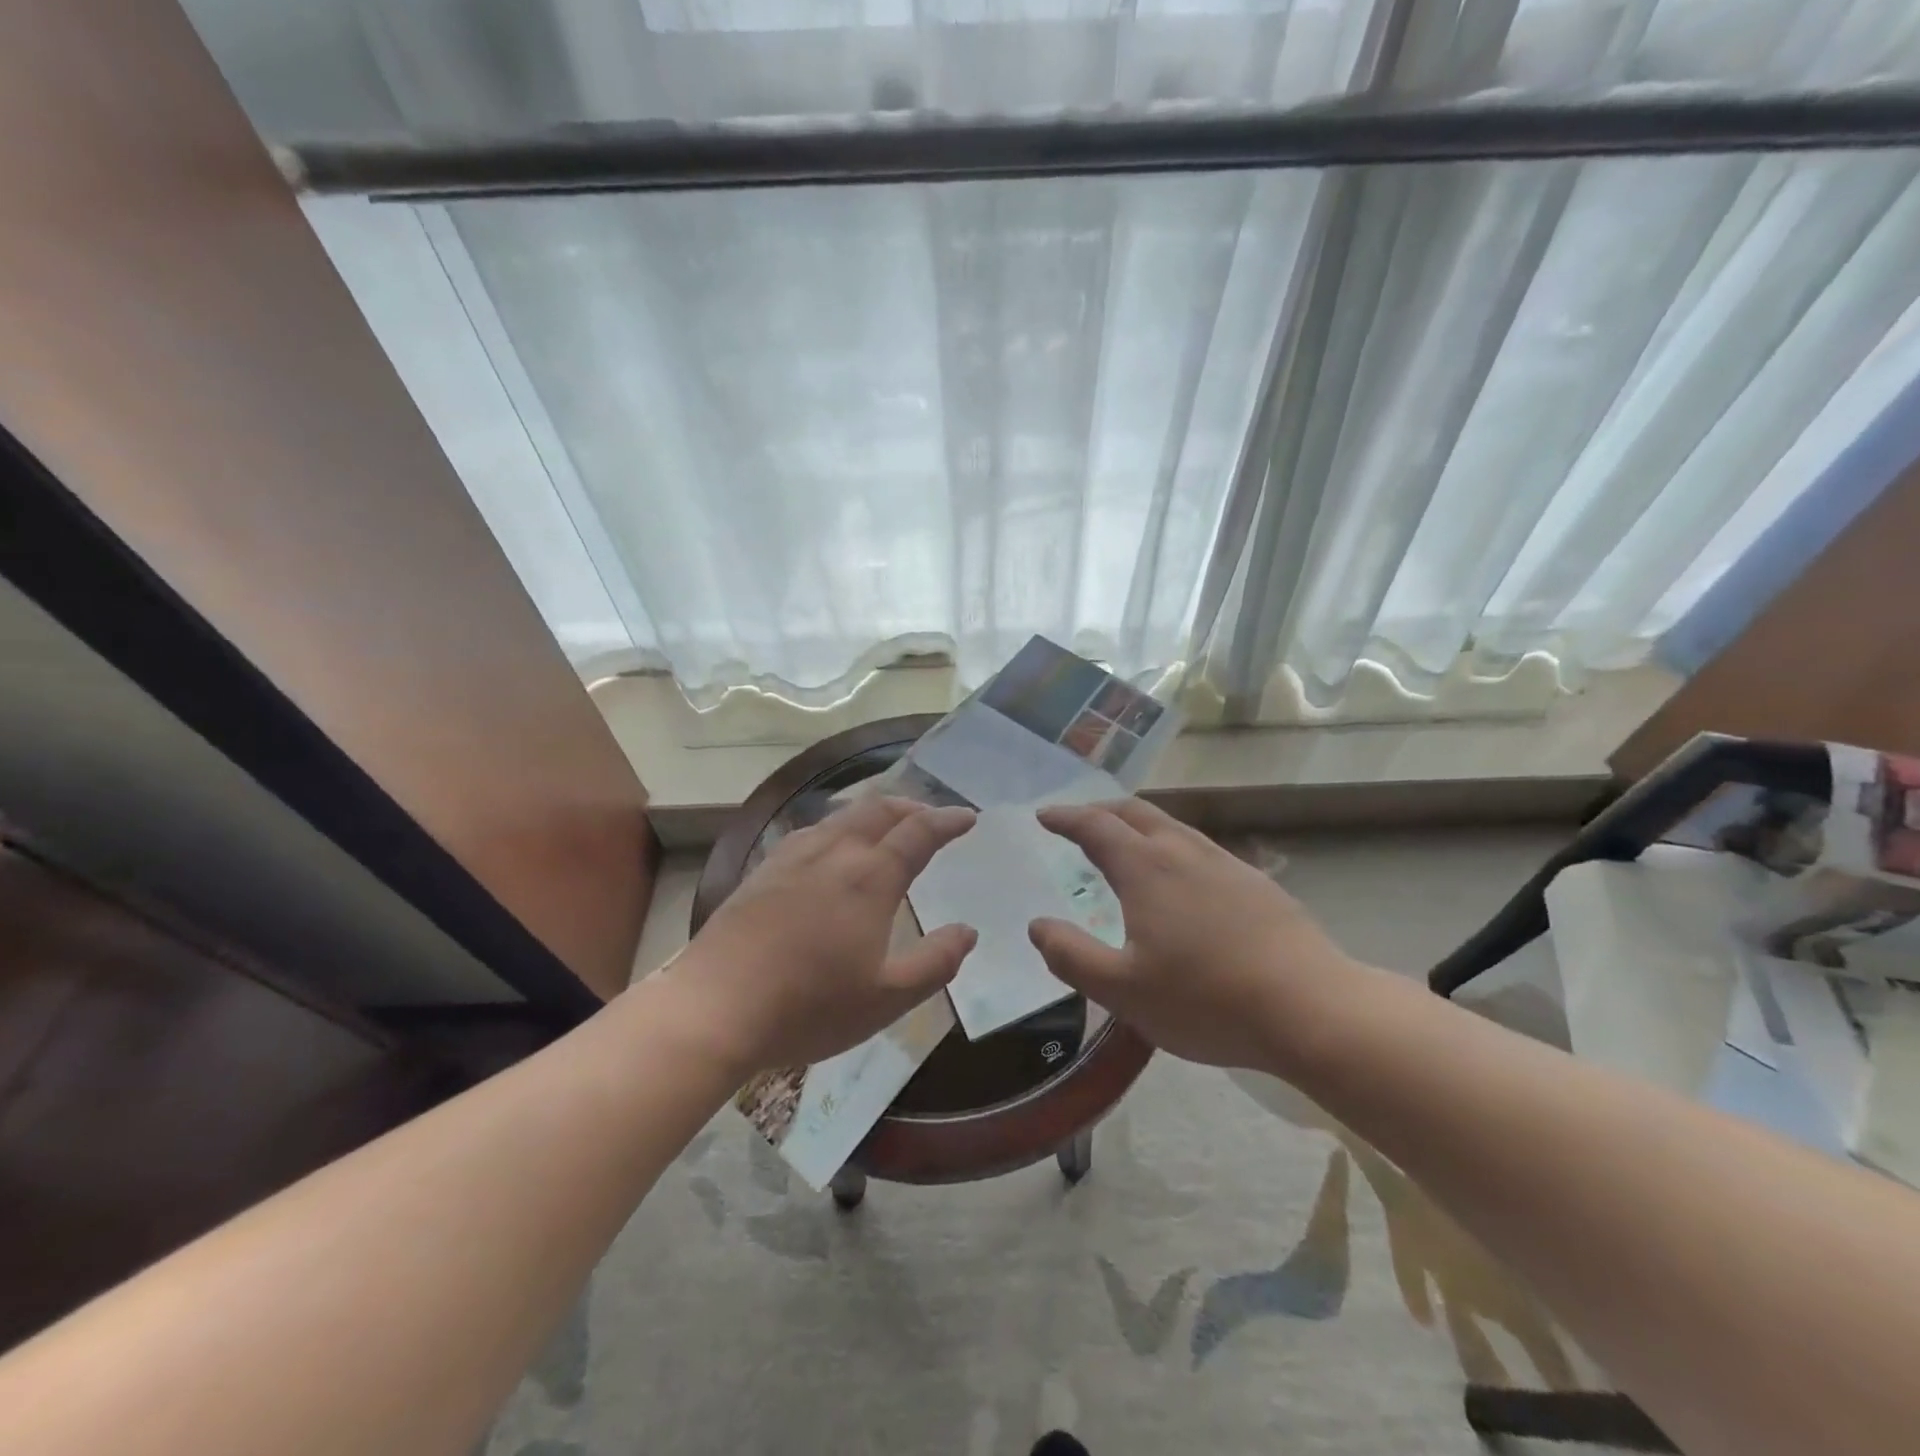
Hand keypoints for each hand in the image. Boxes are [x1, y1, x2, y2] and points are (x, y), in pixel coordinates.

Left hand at [666, 796, 978, 1075]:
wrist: (714, 1007)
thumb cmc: (809, 1007)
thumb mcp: (887, 998)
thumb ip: (936, 962)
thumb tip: (968, 931)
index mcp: (870, 877)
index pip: (918, 832)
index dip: (947, 820)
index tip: (967, 817)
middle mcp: (834, 853)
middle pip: (879, 810)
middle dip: (912, 807)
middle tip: (931, 817)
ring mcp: (793, 857)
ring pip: (842, 815)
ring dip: (875, 813)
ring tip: (888, 828)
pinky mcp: (763, 870)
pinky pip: (812, 830)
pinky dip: (839, 826)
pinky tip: (832, 847)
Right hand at [1028, 799, 1356, 1069]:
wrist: (1311, 1008)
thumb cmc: (1206, 1000)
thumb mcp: (1123, 990)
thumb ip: (1072, 956)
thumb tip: (1038, 926)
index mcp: (1146, 868)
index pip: (1095, 826)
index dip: (1066, 818)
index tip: (1045, 816)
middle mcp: (1183, 852)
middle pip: (1135, 812)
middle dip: (1100, 810)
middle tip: (1079, 820)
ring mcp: (1225, 863)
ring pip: (1172, 826)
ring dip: (1138, 824)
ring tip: (1125, 843)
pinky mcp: (1256, 883)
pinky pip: (1200, 847)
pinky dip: (1171, 845)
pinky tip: (1181, 877)